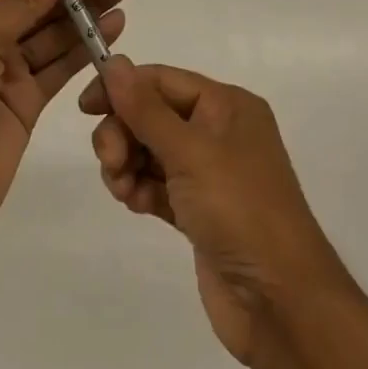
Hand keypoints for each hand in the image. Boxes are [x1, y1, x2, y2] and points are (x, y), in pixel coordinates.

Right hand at [80, 58, 348, 368]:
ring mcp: (210, 174)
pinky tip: (134, 204)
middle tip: (111, 162)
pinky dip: (140, 189)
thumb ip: (145, 108)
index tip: (85, 108)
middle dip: (123, 133)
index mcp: (227, 106)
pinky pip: (157, 184)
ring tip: (123, 190)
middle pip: (152, 114)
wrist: (282, 306)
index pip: (162, 80)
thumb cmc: (240, 211)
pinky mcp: (199, 211)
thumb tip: (114, 62)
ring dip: (127, 164)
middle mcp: (219, 132)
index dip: (121, 88)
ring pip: (150, 150)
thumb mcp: (190, 152)